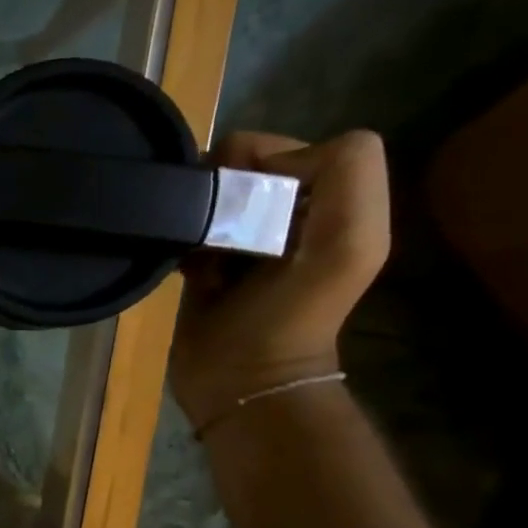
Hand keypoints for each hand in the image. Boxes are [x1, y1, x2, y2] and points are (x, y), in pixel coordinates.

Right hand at [170, 130, 389, 431]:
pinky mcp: (202, 262)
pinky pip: (182, 224)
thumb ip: (345, 175)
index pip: (284, 147)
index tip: (247, 205)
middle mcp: (287, 213)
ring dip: (196, 214)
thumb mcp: (349, 243)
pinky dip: (178, 234)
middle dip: (222, 191)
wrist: (238, 380)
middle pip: (240, 165)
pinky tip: (183, 264)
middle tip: (217, 231)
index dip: (262, 162)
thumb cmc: (290, 316)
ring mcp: (242, 238)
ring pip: (207, 192)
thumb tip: (253, 170)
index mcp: (329, 201)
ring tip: (198, 250)